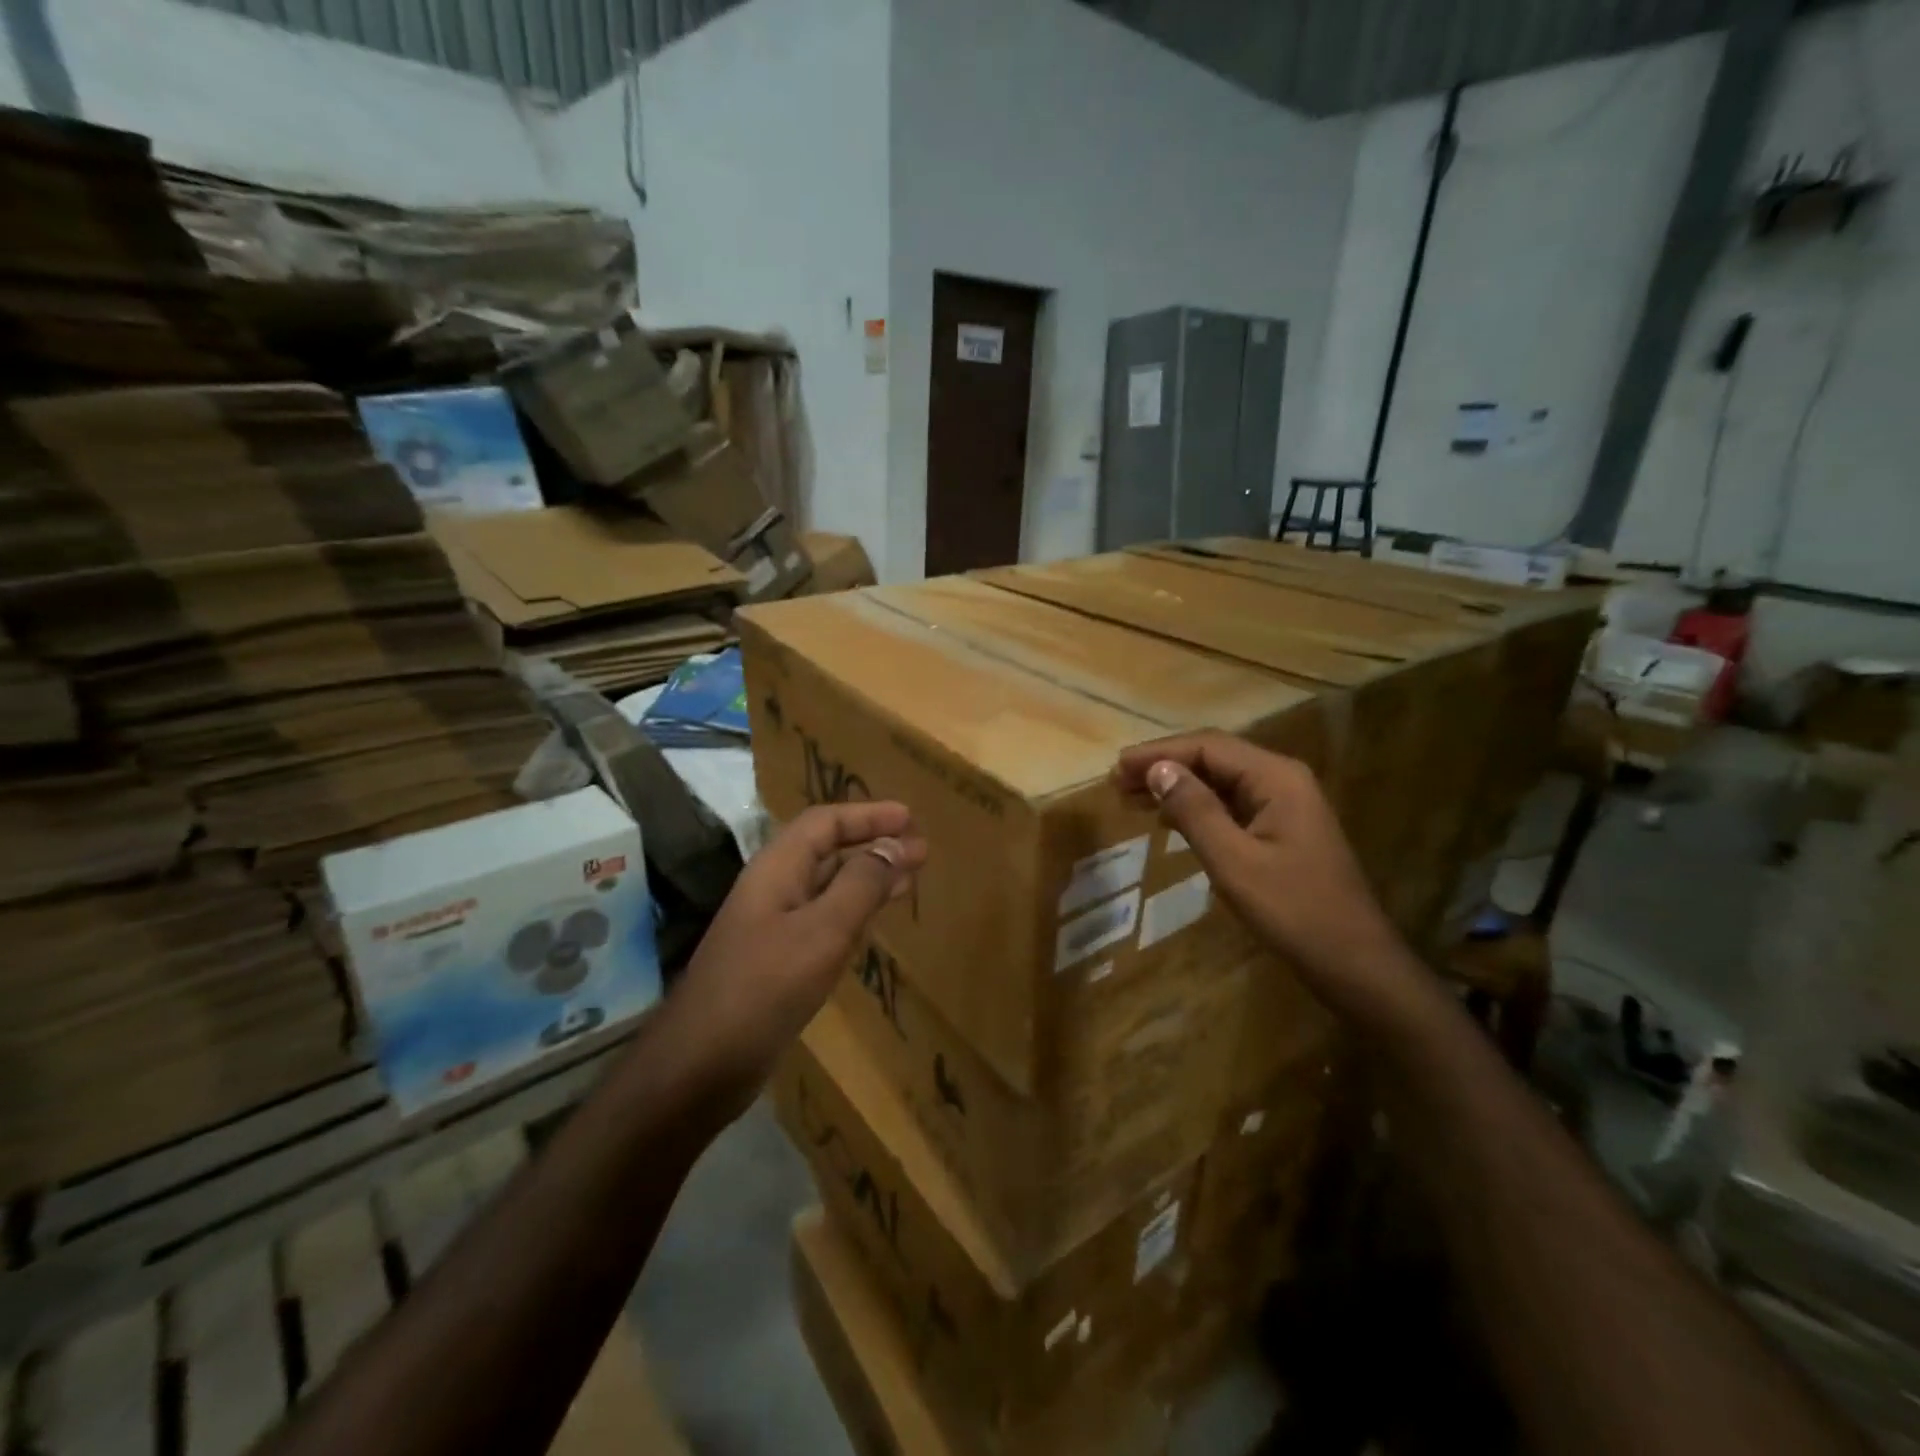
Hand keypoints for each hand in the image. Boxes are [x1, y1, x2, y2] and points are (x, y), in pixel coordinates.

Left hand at [674, 802, 926, 1101]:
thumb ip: (861, 884)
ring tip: (908, 880)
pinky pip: (822, 921)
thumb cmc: (764, 988)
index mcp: (777, 869)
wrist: (701, 1065)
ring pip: (827, 886)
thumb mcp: (822, 931)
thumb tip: (895, 844)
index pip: (825, 822)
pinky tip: (872, 924)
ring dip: (867, 878)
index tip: (910, 819)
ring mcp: (772, 926)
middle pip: (827, 850)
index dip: (868, 814)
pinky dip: (853, 912)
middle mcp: (773, 889)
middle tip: (920, 850)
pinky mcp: (776, 961)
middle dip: (873, 844)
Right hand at [1113, 732, 1412, 1021]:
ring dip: (1177, 785)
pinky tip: (1170, 820)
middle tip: (1117, 783)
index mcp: (1276, 777)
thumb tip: (1157, 770)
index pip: (1207, 747)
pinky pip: (1231, 804)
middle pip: (1214, 757)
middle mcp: (1282, 779)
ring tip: (1132, 798)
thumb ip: (1195, 811)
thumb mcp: (1234, 861)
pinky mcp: (1281, 829)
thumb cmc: (1294, 911)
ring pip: (1220, 780)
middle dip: (1164, 766)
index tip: (1117, 768)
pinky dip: (1196, 807)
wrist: (1355, 962)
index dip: (1158, 753)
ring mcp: (1284, 804)